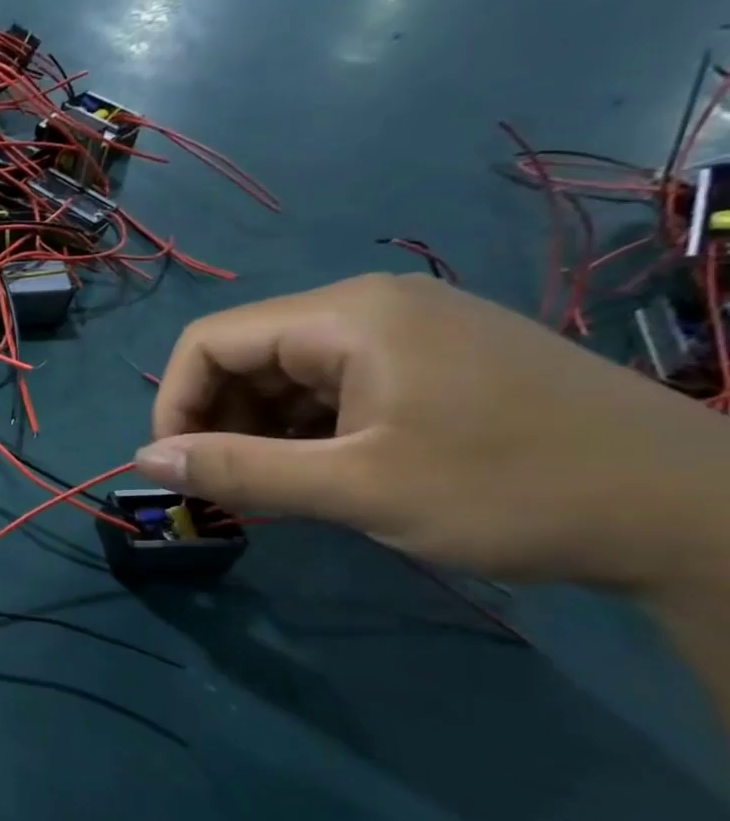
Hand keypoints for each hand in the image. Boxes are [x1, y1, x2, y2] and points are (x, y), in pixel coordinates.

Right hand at [133, 273, 729, 593]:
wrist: (699, 514)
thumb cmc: (513, 491)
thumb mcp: (357, 488)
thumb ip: (238, 471)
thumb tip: (146, 460)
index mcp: (347, 316)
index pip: (210, 340)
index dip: (175, 404)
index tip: (178, 469)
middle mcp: (369, 307)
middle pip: (247, 353)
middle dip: (218, 420)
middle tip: (227, 488)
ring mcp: (407, 331)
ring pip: (287, 373)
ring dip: (261, 429)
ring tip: (274, 489)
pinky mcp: (433, 360)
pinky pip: (334, 385)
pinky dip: (306, 429)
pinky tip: (322, 473)